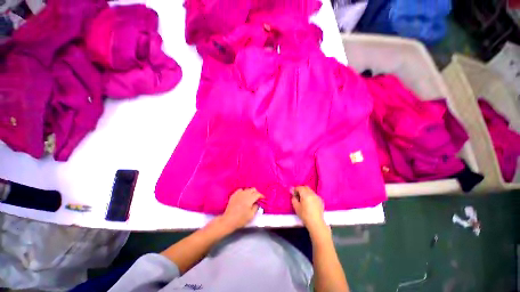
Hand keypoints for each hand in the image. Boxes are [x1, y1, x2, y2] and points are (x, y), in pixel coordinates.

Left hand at [219, 188, 263, 230]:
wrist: (228, 220)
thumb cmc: (241, 219)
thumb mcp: (251, 215)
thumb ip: (256, 207)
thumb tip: (257, 203)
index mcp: (250, 198)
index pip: (258, 194)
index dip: (261, 196)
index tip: (263, 198)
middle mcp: (245, 194)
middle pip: (253, 189)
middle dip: (256, 193)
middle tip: (257, 198)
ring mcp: (238, 193)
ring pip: (247, 189)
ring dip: (250, 192)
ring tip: (250, 198)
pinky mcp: (234, 195)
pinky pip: (241, 190)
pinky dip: (243, 192)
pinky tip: (243, 197)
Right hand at [291, 186, 327, 234]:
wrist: (316, 223)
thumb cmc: (304, 215)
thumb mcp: (296, 207)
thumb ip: (293, 198)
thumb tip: (293, 194)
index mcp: (306, 194)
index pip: (299, 188)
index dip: (295, 189)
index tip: (292, 192)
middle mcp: (312, 193)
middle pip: (305, 187)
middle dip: (300, 189)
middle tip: (297, 194)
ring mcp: (317, 196)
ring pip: (310, 191)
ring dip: (306, 192)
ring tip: (303, 198)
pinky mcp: (320, 200)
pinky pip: (314, 195)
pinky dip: (310, 196)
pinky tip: (309, 202)